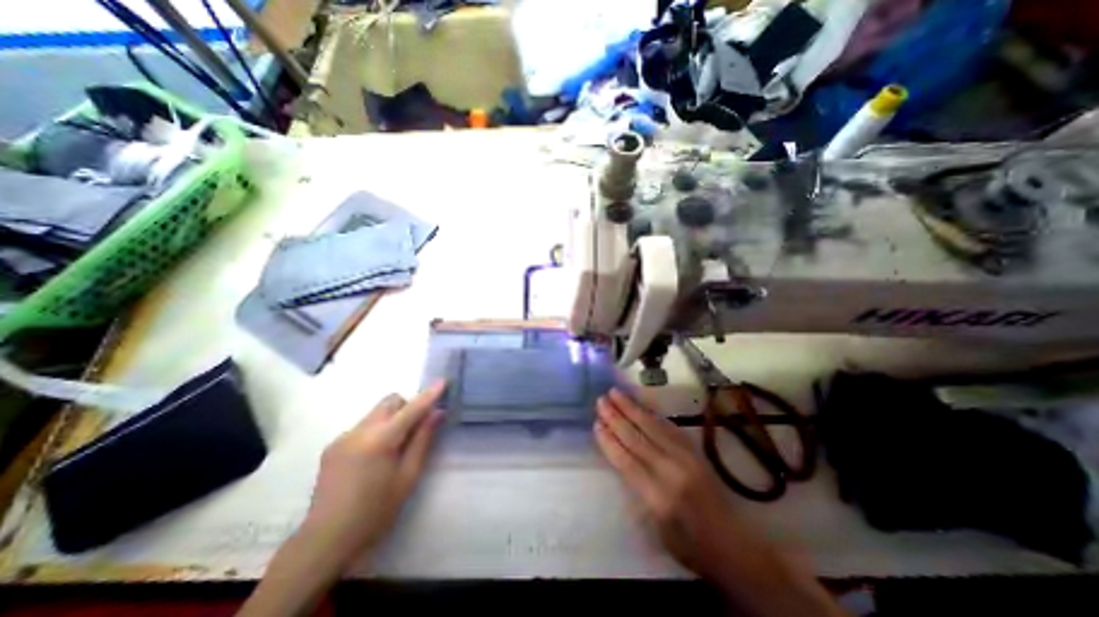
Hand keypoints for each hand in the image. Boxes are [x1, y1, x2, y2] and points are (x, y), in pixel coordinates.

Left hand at [240, 383, 445, 613]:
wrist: (324, 542)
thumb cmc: (375, 512)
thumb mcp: (408, 476)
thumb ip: (423, 440)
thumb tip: (437, 413)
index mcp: (380, 440)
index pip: (411, 408)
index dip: (429, 394)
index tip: (444, 381)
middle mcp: (359, 431)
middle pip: (390, 401)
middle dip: (408, 406)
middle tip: (417, 428)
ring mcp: (343, 437)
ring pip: (376, 412)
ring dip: (392, 419)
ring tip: (395, 447)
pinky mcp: (332, 447)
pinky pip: (363, 426)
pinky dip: (377, 430)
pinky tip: (375, 458)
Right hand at [597, 388, 740, 574]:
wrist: (734, 546)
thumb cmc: (690, 547)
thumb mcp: (656, 528)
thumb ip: (638, 489)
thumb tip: (621, 458)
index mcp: (659, 496)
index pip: (627, 461)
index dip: (609, 441)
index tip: (596, 423)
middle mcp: (672, 471)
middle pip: (637, 437)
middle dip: (616, 417)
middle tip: (601, 400)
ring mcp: (686, 457)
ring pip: (652, 426)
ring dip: (632, 408)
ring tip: (616, 393)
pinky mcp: (695, 450)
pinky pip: (669, 426)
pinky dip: (652, 413)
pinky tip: (641, 404)